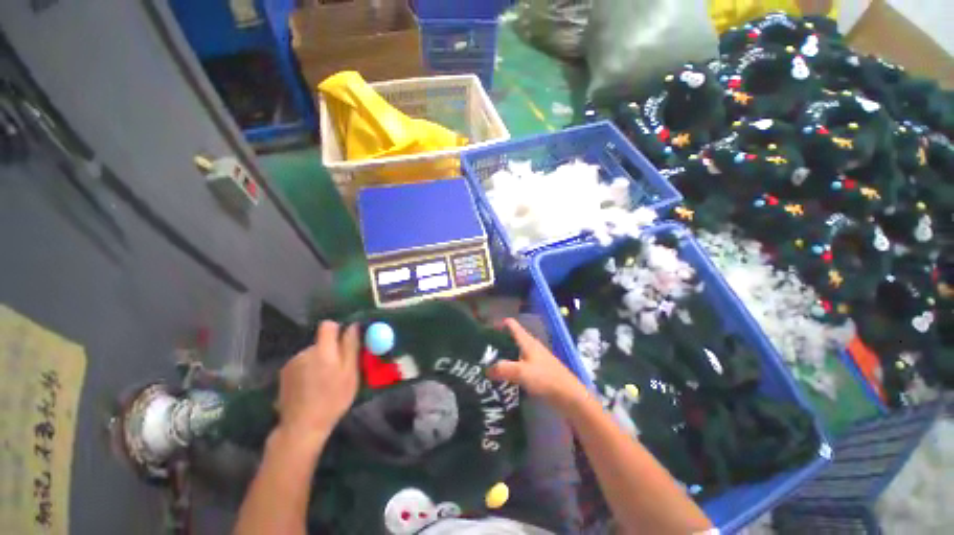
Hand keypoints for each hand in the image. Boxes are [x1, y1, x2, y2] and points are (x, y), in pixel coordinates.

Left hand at [276, 321, 359, 442]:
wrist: (301, 427)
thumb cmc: (333, 399)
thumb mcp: (350, 373)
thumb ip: (351, 347)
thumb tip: (353, 326)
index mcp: (323, 350)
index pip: (328, 326)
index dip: (337, 330)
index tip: (344, 343)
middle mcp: (304, 352)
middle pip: (321, 342)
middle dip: (330, 350)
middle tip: (338, 371)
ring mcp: (291, 363)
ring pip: (311, 354)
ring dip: (319, 361)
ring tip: (323, 382)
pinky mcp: (283, 374)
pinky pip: (301, 364)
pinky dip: (308, 370)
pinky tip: (310, 388)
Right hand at [488, 318, 589, 413]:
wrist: (569, 396)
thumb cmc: (546, 378)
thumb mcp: (522, 372)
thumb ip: (503, 369)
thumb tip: (486, 369)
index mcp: (527, 341)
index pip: (511, 325)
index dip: (498, 324)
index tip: (484, 332)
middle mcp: (530, 347)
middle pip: (511, 339)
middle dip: (497, 343)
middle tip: (482, 352)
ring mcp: (534, 359)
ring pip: (514, 353)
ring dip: (502, 357)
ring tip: (487, 365)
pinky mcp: (537, 371)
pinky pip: (519, 365)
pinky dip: (509, 368)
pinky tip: (502, 378)